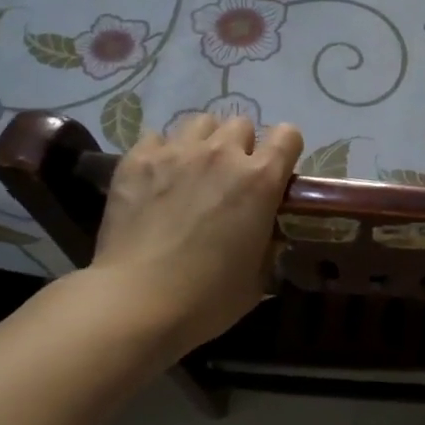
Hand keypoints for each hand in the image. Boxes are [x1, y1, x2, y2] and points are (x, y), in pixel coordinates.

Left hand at [90, 113, 302, 358]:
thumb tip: (266, 233)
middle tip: (228, 178)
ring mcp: (177, 152)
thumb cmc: (207, 299)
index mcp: (260, 179)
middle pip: (241, 124)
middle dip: (240, 146)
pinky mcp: (137, 159)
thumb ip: (268, 245)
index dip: (285, 150)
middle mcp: (222, 154)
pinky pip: (156, 137)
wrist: (136, 302)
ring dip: (203, 142)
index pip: (288, 135)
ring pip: (200, 122)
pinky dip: (161, 153)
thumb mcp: (257, 278)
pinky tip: (155, 179)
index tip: (277, 171)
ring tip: (192, 170)